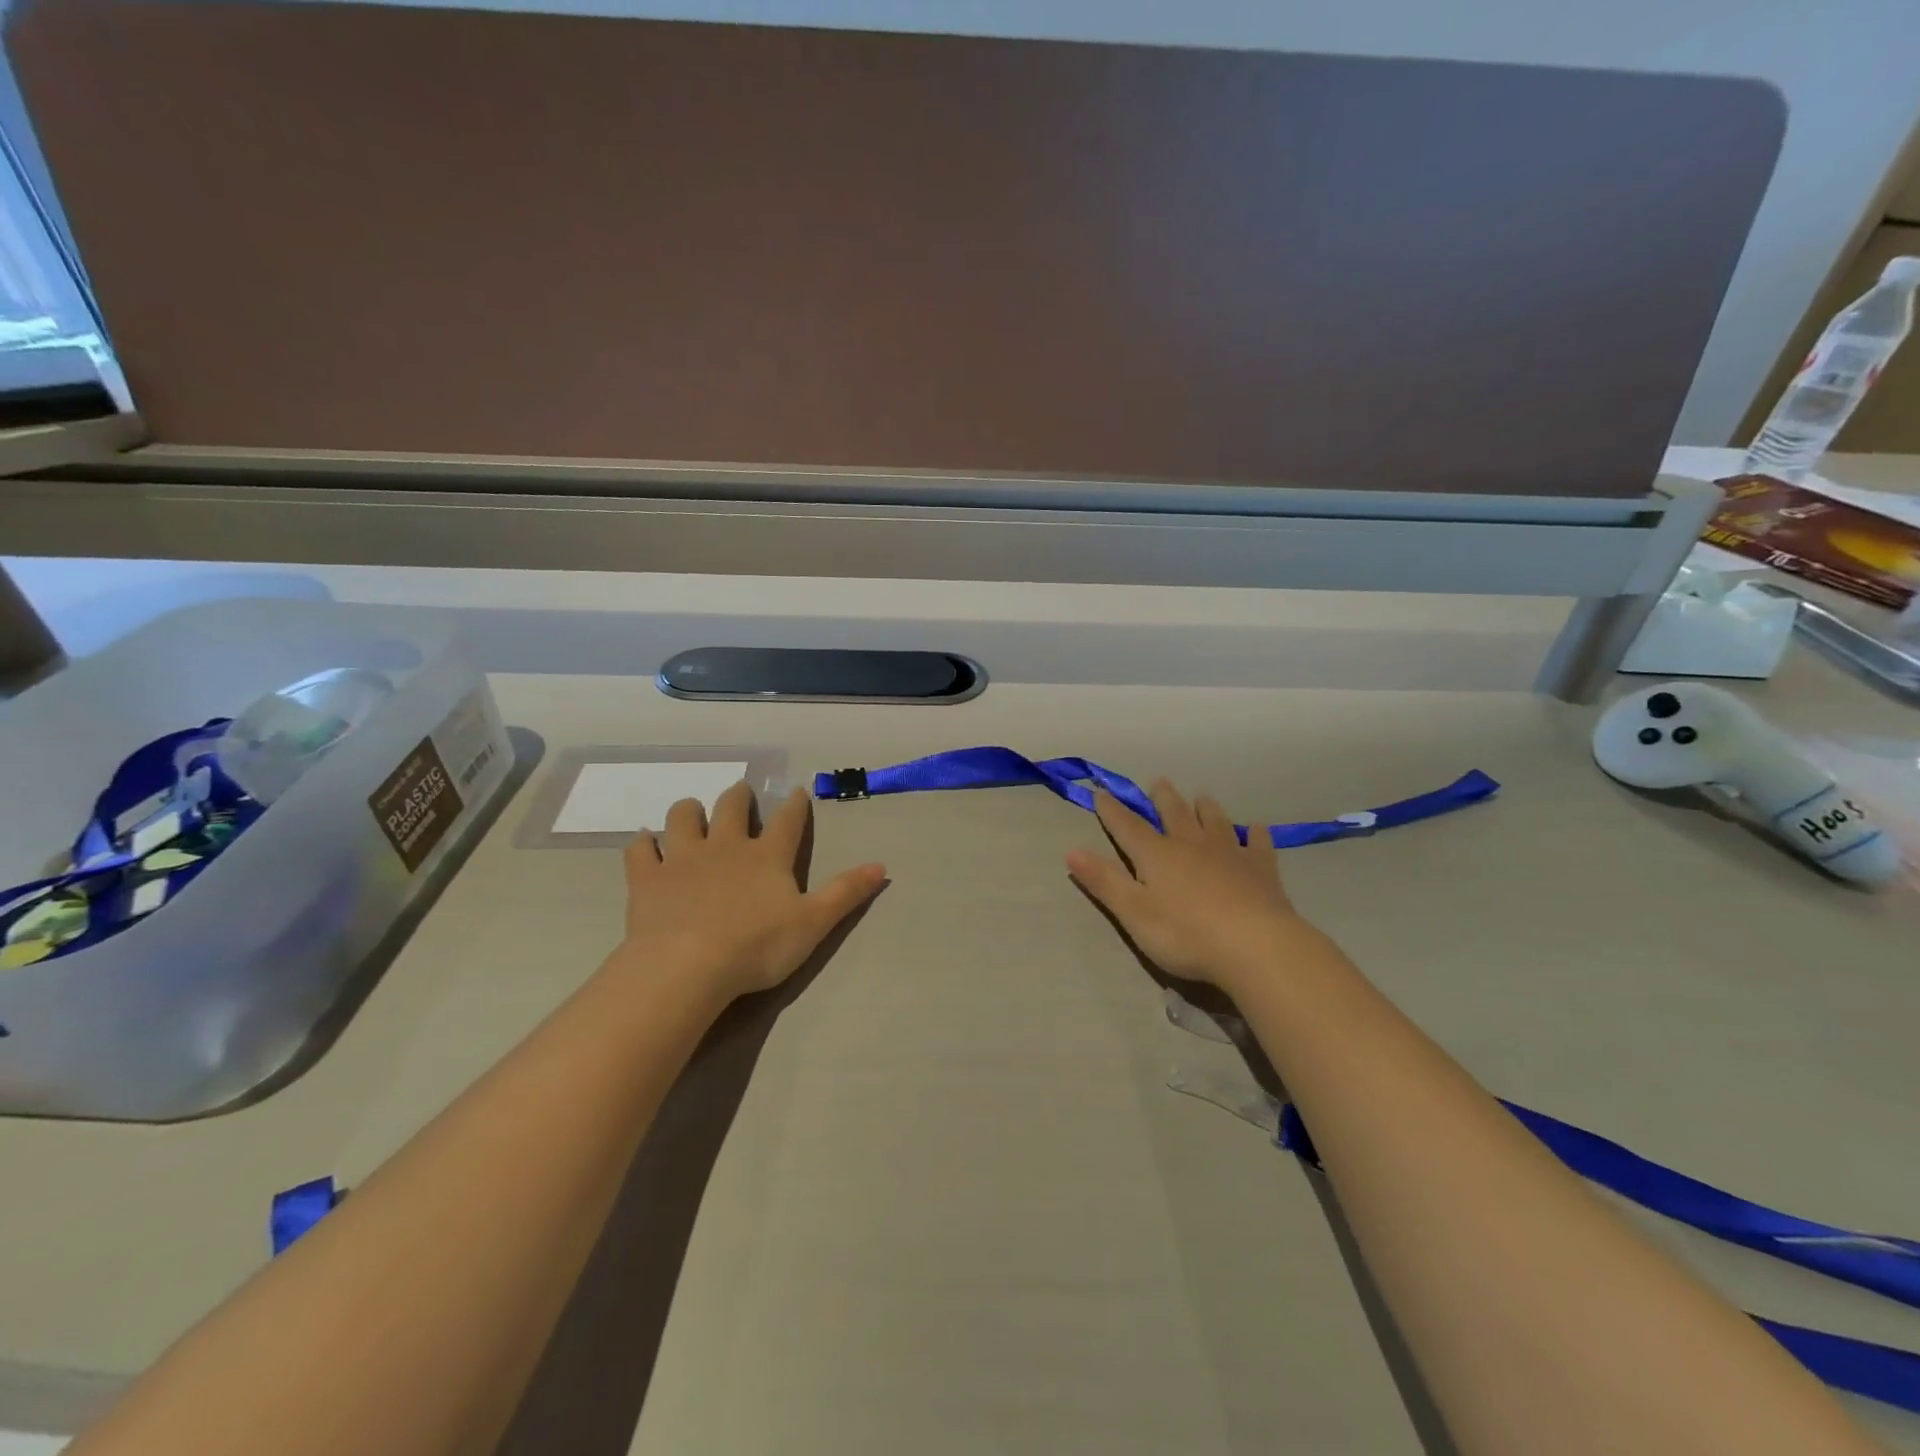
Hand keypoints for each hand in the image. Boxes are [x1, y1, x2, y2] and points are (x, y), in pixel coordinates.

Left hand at [621, 782, 886, 1003]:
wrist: (687, 966)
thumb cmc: (757, 946)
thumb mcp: (813, 923)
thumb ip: (846, 893)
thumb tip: (882, 866)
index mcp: (767, 856)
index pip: (787, 821)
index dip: (795, 805)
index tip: (797, 790)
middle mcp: (725, 846)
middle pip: (731, 808)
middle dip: (738, 797)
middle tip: (740, 792)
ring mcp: (682, 858)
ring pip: (682, 819)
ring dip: (688, 811)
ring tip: (690, 811)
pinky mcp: (647, 878)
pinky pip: (640, 851)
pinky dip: (642, 844)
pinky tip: (644, 843)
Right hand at [1066, 779, 1319, 991]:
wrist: (1255, 945)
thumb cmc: (1185, 934)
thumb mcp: (1133, 912)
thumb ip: (1104, 881)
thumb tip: (1071, 850)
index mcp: (1156, 855)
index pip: (1127, 827)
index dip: (1112, 811)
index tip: (1101, 793)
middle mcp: (1191, 845)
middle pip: (1174, 814)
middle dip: (1162, 798)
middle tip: (1158, 781)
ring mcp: (1229, 853)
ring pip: (1214, 821)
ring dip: (1205, 808)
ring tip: (1201, 796)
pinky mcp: (1261, 869)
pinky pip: (1257, 844)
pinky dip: (1256, 834)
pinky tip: (1257, 828)